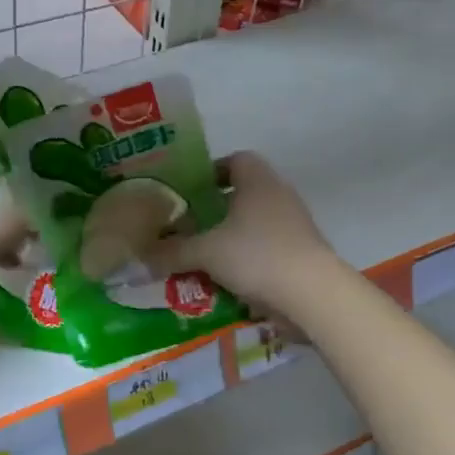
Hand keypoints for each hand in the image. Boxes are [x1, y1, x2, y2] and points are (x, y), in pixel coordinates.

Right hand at [145, 151, 337, 319]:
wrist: (313, 295)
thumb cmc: (256, 255)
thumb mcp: (205, 252)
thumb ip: (172, 251)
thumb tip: (141, 255)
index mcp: (257, 180)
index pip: (235, 160)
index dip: (210, 171)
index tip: (188, 191)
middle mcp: (279, 194)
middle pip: (244, 192)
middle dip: (216, 208)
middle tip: (188, 225)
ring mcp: (295, 224)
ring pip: (255, 222)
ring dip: (231, 236)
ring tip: (203, 255)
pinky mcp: (302, 252)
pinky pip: (267, 247)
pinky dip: (248, 257)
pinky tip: (227, 278)